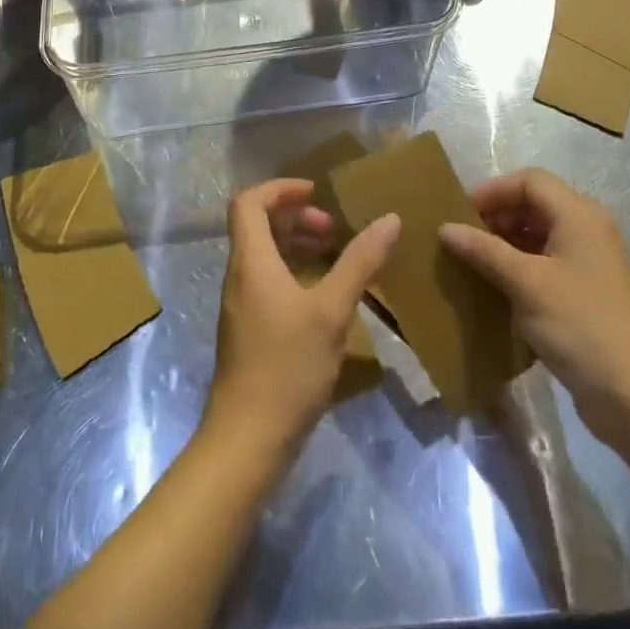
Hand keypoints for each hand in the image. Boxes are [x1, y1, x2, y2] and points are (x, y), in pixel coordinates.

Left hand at [205, 179, 398, 457]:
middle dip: (295, 216)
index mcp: (251, 260)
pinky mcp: (249, 329)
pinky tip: (325, 295)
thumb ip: (359, 262)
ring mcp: (242, 304)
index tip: (317, 193)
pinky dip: (294, 272)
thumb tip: (389, 219)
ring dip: (296, 244)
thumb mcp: (331, 311)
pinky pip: (268, 280)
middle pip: (257, 225)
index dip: (281, 189)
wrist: (247, 439)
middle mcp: (239, 275)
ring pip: (264, 254)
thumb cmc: (287, 366)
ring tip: (334, 255)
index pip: (249, 202)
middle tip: (333, 229)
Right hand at [438, 169, 629, 447]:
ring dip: (505, 244)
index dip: (492, 191)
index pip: (529, 181)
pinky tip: (496, 289)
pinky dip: (520, 268)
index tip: (459, 215)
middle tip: (462, 240)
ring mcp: (590, 263)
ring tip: (472, 264)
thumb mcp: (526, 283)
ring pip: (539, 235)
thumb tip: (444, 228)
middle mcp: (588, 230)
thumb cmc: (580, 325)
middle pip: (534, 205)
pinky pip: (546, 264)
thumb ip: (484, 251)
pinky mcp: (588, 293)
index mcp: (579, 215)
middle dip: (496, 217)